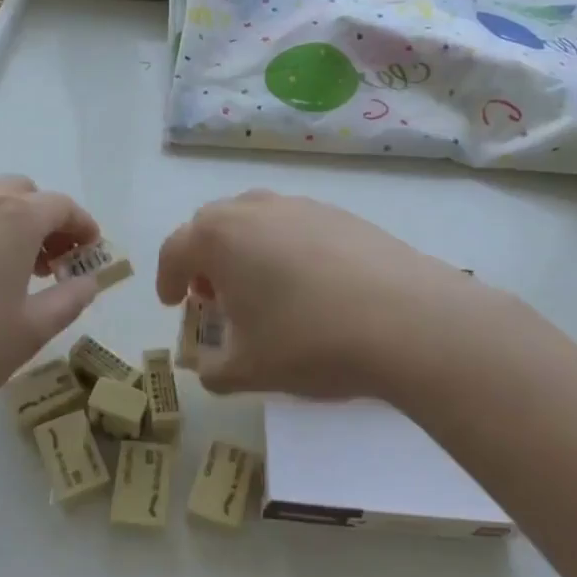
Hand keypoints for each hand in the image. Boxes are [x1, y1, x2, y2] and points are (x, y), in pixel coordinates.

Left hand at [0, 176, 101, 419]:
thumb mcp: (30, 331)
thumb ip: (68, 302)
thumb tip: (87, 282)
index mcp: (15, 217)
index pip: (62, 206)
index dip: (84, 226)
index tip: (92, 252)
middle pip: (24, 193)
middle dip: (47, 220)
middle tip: (53, 262)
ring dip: (12, 225)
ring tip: (15, 272)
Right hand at [155, 189, 501, 400]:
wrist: (409, 321)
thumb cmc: (310, 341)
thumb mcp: (248, 370)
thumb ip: (213, 369)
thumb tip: (210, 365)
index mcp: (220, 237)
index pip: (175, 248)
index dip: (167, 278)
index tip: (173, 303)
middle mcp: (256, 209)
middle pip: (213, 225)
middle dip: (205, 258)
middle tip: (214, 295)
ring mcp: (303, 207)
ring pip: (256, 220)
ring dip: (246, 250)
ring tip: (262, 289)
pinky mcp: (343, 215)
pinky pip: (296, 226)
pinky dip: (286, 249)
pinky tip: (310, 287)